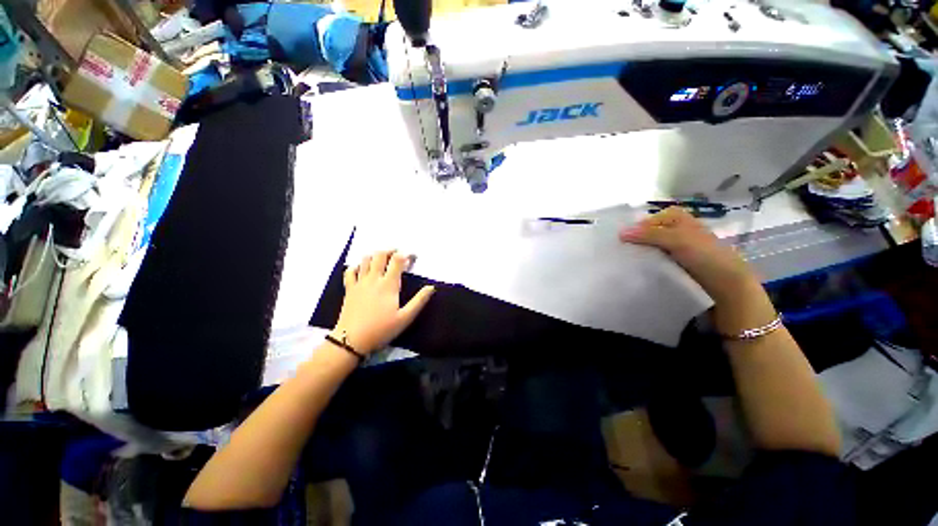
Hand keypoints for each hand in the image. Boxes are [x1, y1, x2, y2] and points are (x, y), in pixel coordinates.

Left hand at [334, 250, 434, 354]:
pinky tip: (362, 269)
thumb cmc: (381, 329)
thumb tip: (431, 287)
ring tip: (382, 259)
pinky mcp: (349, 289)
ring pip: (365, 260)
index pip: (398, 260)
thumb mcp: (405, 318)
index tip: (413, 256)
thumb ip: (419, 301)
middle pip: (380, 255)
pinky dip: (357, 266)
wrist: (351, 340)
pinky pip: (350, 271)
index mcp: (389, 284)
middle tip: (397, 254)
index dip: (406, 254)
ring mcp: (359, 282)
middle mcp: (374, 279)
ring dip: (375, 255)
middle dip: (390, 250)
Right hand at [618, 206, 758, 301]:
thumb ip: (649, 234)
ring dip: (641, 254)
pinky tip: (639, 270)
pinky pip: (656, 261)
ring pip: (652, 248)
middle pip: (650, 233)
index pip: (652, 219)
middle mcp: (679, 233)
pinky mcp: (676, 266)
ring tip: (626, 262)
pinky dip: (648, 264)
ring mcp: (678, 251)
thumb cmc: (706, 257)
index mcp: (682, 221)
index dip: (638, 226)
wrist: (728, 288)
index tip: (623, 238)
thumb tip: (620, 233)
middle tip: (621, 250)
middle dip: (637, 240)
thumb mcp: (678, 240)